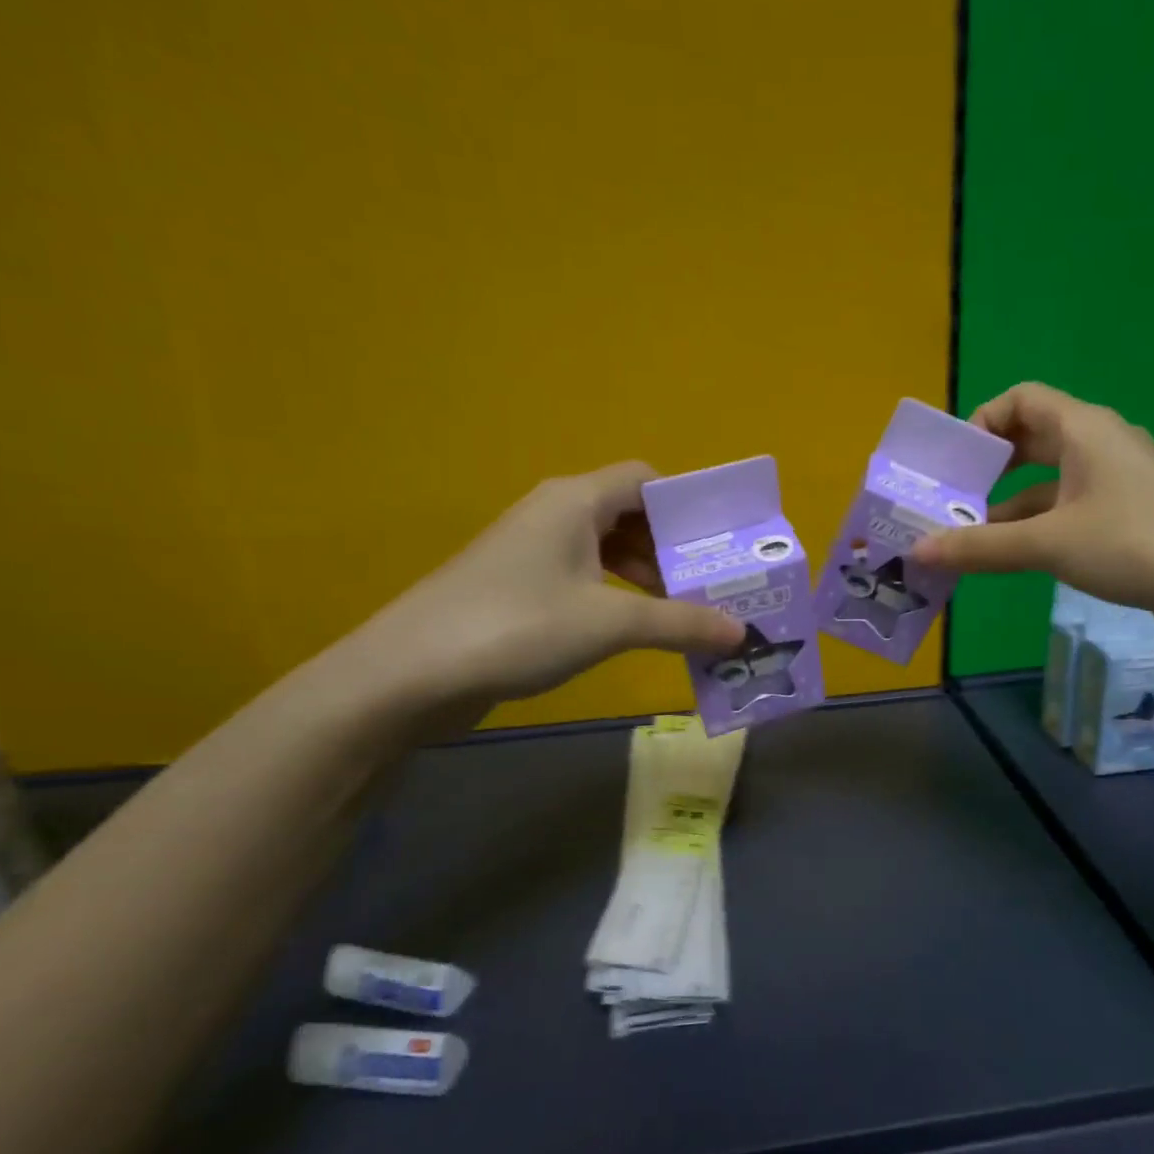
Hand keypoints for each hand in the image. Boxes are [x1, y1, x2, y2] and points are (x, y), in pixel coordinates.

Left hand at [343, 462, 744, 714]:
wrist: (410, 673)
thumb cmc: (517, 627)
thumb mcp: (610, 623)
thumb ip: (681, 624)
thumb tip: (742, 632)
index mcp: (575, 501)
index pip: (646, 479)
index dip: (688, 506)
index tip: (722, 544)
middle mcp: (554, 514)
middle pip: (630, 514)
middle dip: (674, 548)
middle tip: (714, 585)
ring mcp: (533, 551)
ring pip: (607, 549)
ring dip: (648, 576)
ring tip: (685, 613)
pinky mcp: (520, 587)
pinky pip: (585, 577)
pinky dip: (617, 596)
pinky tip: (635, 630)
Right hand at [912, 382, 1153, 640]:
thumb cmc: (1136, 543)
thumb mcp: (1049, 544)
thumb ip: (981, 547)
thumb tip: (918, 551)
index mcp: (1083, 430)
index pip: (1022, 399)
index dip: (982, 421)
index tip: (954, 463)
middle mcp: (1099, 446)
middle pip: (1031, 441)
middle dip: (988, 470)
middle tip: (951, 501)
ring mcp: (1116, 483)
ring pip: (1047, 483)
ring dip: (1008, 507)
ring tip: (969, 540)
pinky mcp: (1127, 517)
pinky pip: (1068, 510)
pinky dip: (1036, 527)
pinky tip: (1013, 559)